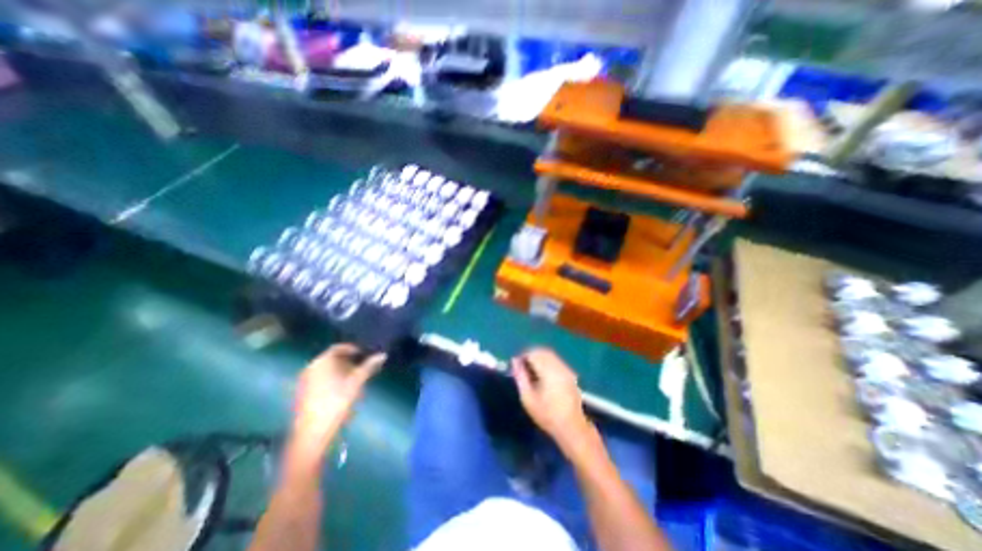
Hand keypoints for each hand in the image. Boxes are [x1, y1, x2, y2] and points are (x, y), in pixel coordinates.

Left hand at [289, 344, 385, 456]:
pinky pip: (320, 379)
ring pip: (326, 369)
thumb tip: (383, 354)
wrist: (313, 432)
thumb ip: (369, 366)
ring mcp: (305, 381)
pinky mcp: (302, 393)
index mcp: (323, 361)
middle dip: (348, 361)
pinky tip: (341, 390)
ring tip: (354, 379)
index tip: (364, 354)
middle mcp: (311, 367)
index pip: (338, 347)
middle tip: (362, 367)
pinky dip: (331, 379)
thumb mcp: (357, 382)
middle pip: (332, 358)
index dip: (353, 349)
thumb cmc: (337, 402)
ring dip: (340, 371)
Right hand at [514, 348, 589, 447]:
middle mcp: (559, 366)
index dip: (523, 356)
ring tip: (531, 371)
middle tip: (522, 367)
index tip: (516, 365)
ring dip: (539, 358)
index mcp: (548, 370)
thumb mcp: (528, 398)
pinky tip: (543, 375)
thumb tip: (514, 361)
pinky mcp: (570, 374)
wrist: (572, 427)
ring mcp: (566, 369)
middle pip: (543, 351)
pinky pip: (556, 361)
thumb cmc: (547, 415)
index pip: (533, 353)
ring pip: (550, 355)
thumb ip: (520, 377)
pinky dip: (547, 362)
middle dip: (531, 355)